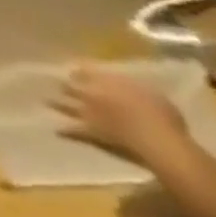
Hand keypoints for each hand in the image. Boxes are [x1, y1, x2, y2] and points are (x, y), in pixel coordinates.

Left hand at [52, 66, 187, 164]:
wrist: (162, 146)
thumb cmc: (166, 121)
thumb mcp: (156, 98)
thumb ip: (136, 91)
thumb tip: (128, 90)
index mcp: (105, 81)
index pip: (84, 69)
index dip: (84, 72)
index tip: (84, 74)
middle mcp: (89, 93)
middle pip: (68, 85)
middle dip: (66, 86)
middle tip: (65, 87)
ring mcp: (86, 114)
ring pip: (62, 105)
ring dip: (56, 104)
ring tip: (49, 103)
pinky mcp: (90, 134)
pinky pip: (71, 132)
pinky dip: (64, 131)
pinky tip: (58, 131)